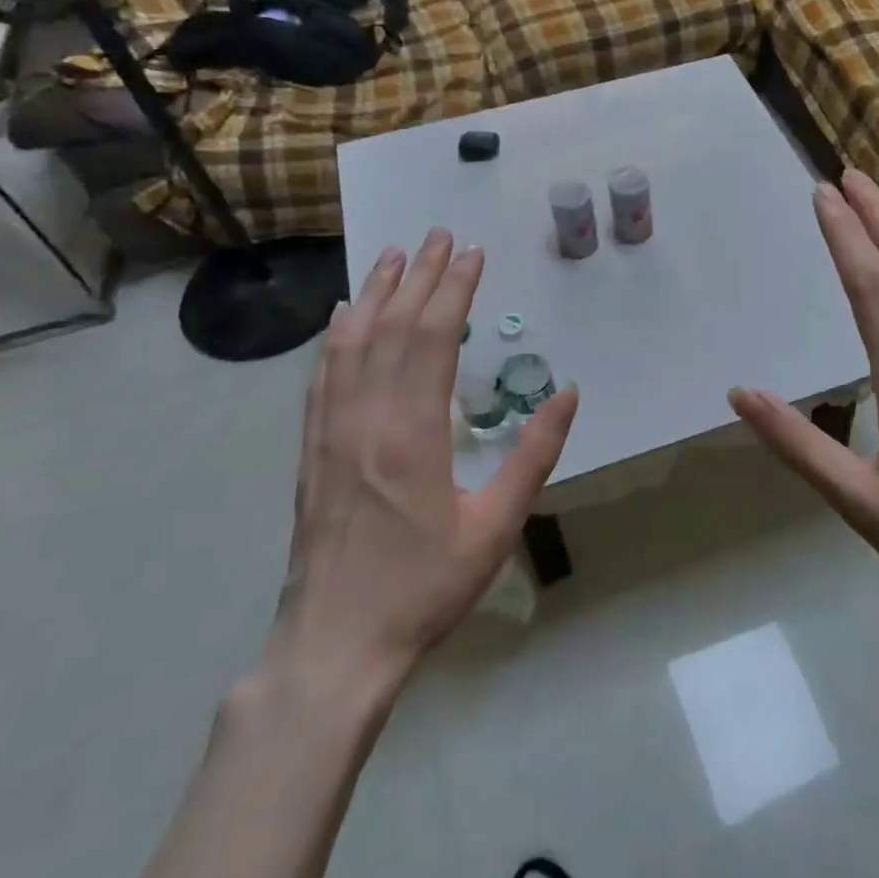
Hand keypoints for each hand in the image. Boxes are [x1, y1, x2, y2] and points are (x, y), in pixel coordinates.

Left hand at [269, 229, 579, 701]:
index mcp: (411, 434)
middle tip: (441, 235)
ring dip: (377, 293)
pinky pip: (323, 375)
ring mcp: (330, 431)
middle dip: (420, 276)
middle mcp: (364, 418)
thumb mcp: (497, 527)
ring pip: (352, 343)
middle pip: (392, 327)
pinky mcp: (311, 449)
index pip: (432, 338)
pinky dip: (338, 335)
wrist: (335, 642)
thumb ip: (533, 455)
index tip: (474, 255)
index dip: (454, 290)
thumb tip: (567, 393)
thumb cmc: (424, 586)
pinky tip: (346, 314)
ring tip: (396, 255)